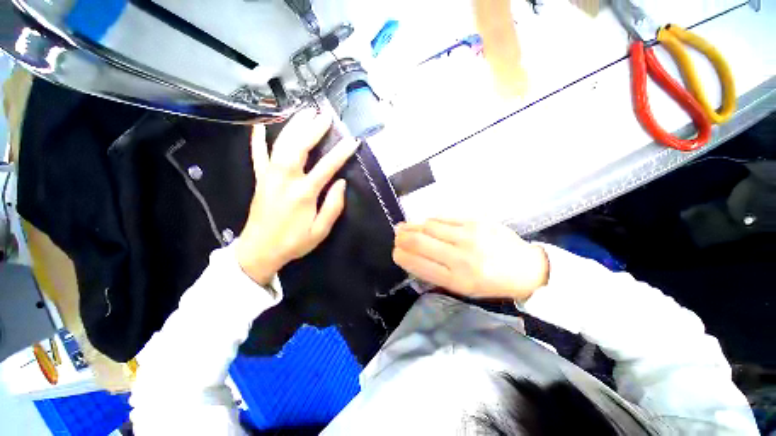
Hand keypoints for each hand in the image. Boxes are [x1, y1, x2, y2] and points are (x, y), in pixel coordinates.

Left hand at [236, 109, 358, 284]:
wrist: (259, 250)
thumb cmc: (294, 242)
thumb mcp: (320, 230)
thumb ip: (333, 206)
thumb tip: (341, 183)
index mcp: (304, 193)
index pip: (327, 167)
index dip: (342, 152)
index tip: (353, 140)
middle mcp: (285, 179)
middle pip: (299, 147)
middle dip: (313, 129)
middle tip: (324, 115)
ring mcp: (269, 176)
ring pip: (280, 145)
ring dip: (293, 127)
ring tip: (304, 112)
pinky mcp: (259, 179)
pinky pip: (257, 155)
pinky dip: (257, 139)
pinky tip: (259, 125)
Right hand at [393, 219, 548, 302]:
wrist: (526, 268)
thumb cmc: (491, 283)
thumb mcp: (462, 288)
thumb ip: (435, 272)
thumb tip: (411, 255)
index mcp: (457, 280)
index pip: (418, 263)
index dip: (401, 256)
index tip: (395, 252)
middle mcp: (461, 257)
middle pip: (419, 241)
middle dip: (402, 238)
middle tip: (396, 236)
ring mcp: (469, 236)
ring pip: (428, 226)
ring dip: (412, 226)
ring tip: (404, 227)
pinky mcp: (476, 221)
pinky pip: (443, 218)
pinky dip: (429, 221)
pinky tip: (425, 223)